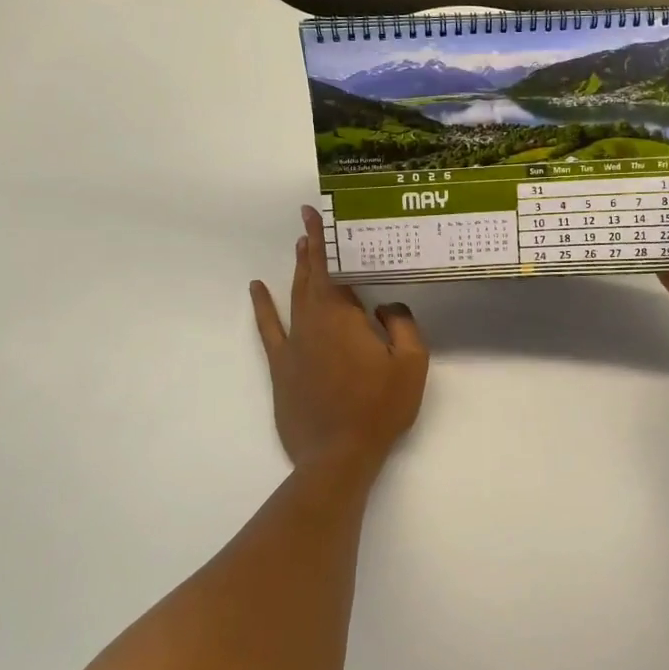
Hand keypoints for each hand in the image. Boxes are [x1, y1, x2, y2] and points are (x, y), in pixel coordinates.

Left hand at [249, 206, 428, 476]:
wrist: (338, 455)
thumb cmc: (379, 408)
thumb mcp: (411, 364)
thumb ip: (403, 325)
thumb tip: (386, 305)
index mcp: (343, 317)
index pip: (333, 268)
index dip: (325, 240)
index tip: (314, 214)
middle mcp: (313, 322)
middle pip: (311, 277)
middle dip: (310, 247)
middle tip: (308, 222)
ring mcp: (293, 345)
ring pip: (294, 297)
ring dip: (297, 270)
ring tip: (299, 246)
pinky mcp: (282, 367)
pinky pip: (270, 329)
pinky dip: (263, 307)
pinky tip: (257, 289)